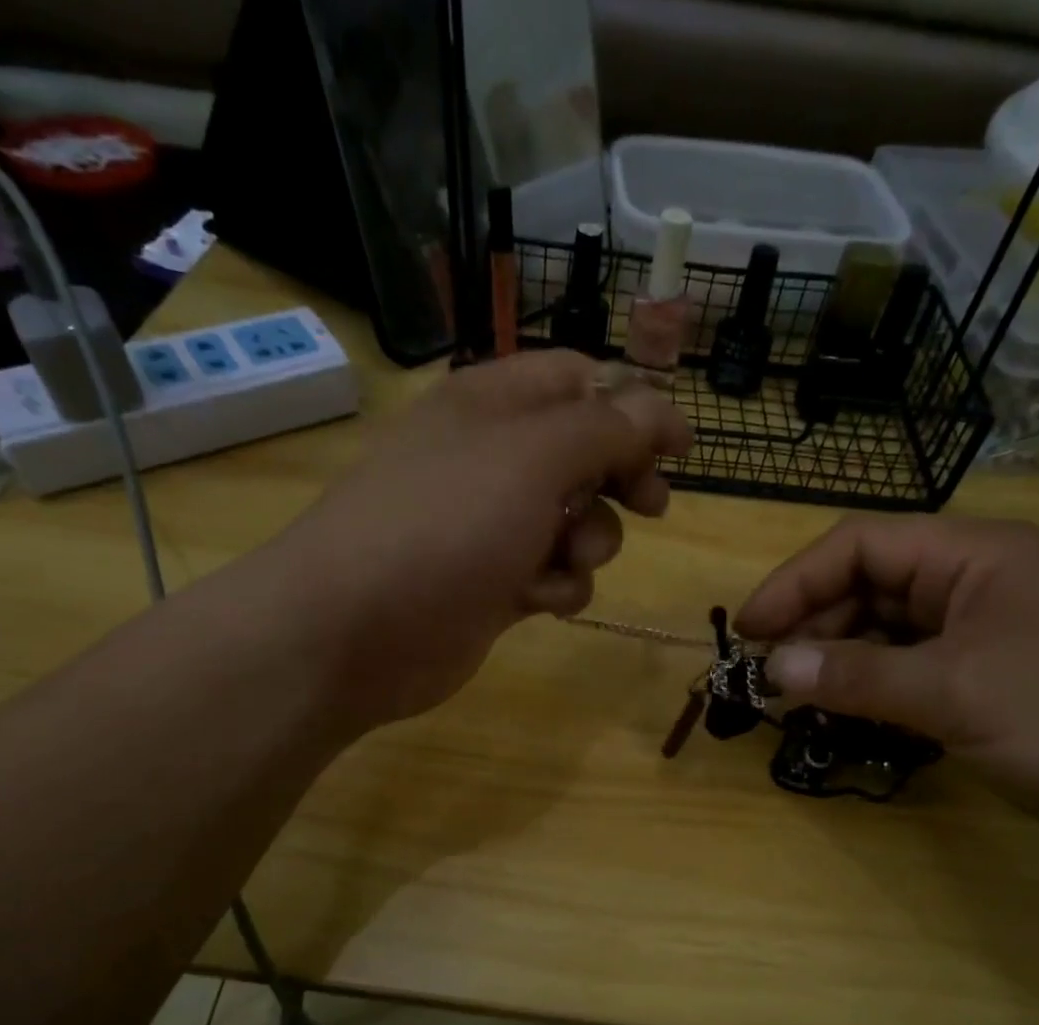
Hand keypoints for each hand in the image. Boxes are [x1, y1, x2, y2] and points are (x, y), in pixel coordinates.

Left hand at [267, 352, 691, 728]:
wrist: (357, 629)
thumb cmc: (446, 524)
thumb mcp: (535, 458)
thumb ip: (608, 429)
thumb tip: (660, 408)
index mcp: (495, 404)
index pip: (581, 380)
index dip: (636, 407)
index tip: (681, 447)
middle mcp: (493, 458)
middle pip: (585, 454)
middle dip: (622, 481)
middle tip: (651, 506)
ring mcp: (490, 526)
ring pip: (575, 522)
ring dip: (590, 542)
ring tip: (568, 559)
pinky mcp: (492, 585)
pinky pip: (550, 575)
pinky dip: (556, 587)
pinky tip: (538, 601)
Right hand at [735, 516, 1038, 856]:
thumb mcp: (956, 693)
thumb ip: (857, 677)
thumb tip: (772, 667)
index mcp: (975, 555)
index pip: (860, 544)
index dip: (794, 582)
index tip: (746, 632)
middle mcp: (980, 581)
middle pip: (871, 586)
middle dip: (813, 626)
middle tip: (768, 678)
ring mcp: (992, 631)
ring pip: (890, 632)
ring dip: (841, 662)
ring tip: (798, 701)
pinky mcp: (999, 679)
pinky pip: (917, 670)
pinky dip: (877, 689)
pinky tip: (851, 716)